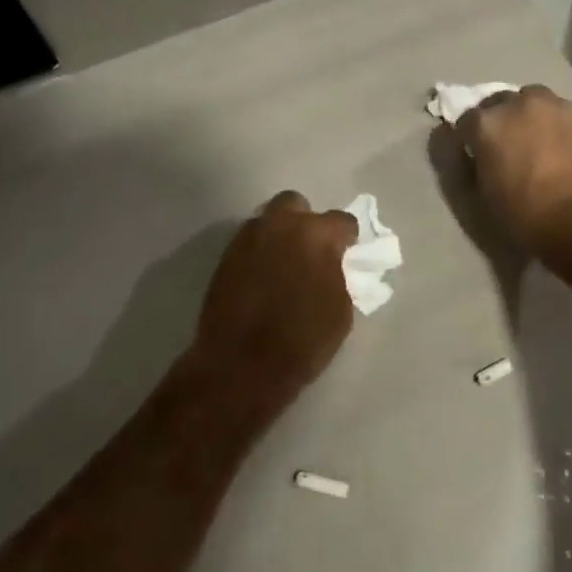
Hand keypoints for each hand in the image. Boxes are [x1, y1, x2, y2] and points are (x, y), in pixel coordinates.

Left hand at [184, 191, 359, 420]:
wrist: (241, 366)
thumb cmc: (302, 341)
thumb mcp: (340, 309)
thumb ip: (338, 274)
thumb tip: (331, 263)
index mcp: (315, 234)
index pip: (342, 221)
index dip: (347, 238)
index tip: (347, 254)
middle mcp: (279, 225)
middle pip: (295, 204)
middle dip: (305, 221)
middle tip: (311, 250)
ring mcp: (247, 238)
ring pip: (268, 221)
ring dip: (279, 235)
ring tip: (284, 265)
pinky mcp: (225, 257)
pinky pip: (249, 243)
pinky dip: (259, 253)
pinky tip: (263, 278)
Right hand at [454, 86, 571, 257]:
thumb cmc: (524, 214)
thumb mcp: (479, 196)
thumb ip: (467, 166)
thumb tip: (469, 151)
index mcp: (486, 124)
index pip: (466, 121)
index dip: (469, 138)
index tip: (475, 153)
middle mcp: (517, 104)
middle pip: (499, 102)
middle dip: (498, 120)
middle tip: (505, 145)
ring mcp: (552, 105)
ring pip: (532, 100)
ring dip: (527, 115)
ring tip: (535, 139)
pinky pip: (559, 112)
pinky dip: (554, 123)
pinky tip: (560, 144)